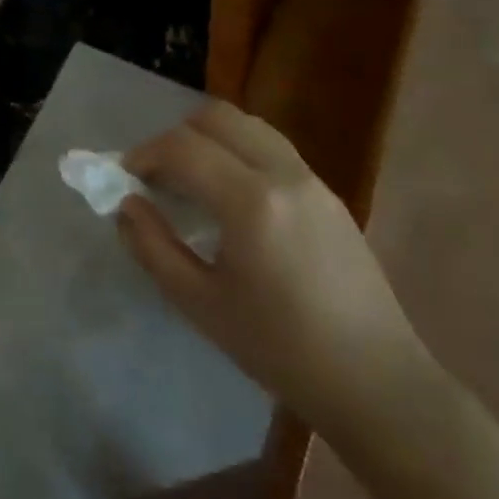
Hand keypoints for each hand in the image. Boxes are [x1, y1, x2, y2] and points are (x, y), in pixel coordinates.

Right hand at [118, 101, 430, 439]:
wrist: (373, 380)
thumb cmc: (278, 348)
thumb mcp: (198, 303)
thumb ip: (152, 246)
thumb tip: (126, 205)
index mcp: (250, 202)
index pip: (183, 147)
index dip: (144, 154)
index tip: (125, 178)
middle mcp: (284, 174)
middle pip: (217, 117)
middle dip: (176, 137)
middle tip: (157, 177)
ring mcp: (313, 180)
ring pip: (249, 126)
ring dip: (210, 140)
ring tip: (191, 183)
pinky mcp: (329, 194)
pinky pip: (272, 149)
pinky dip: (238, 153)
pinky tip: (230, 200)